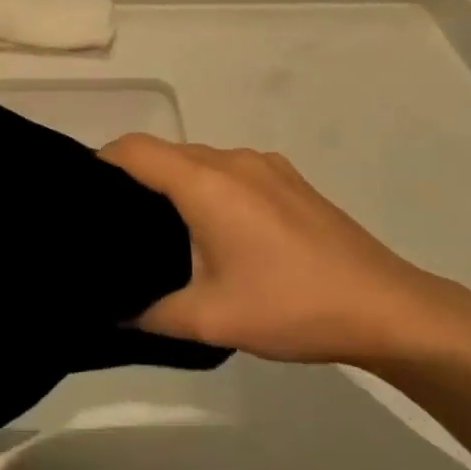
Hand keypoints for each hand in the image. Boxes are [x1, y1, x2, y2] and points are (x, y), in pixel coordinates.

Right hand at [99, 135, 454, 366]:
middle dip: (135, 178)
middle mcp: (231, 160)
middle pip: (165, 152)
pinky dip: (208, 187)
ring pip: (199, 160)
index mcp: (205, 183)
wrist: (387, 307)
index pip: (134, 149)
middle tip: (116, 225)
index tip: (83, 196)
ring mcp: (265, 165)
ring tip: (164, 232)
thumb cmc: (292, 306)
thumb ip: (150, 314)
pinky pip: (231, 170)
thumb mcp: (211, 320)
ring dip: (175, 184)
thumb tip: (111, 315)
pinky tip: (218, 233)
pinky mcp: (289, 178)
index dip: (100, 163)